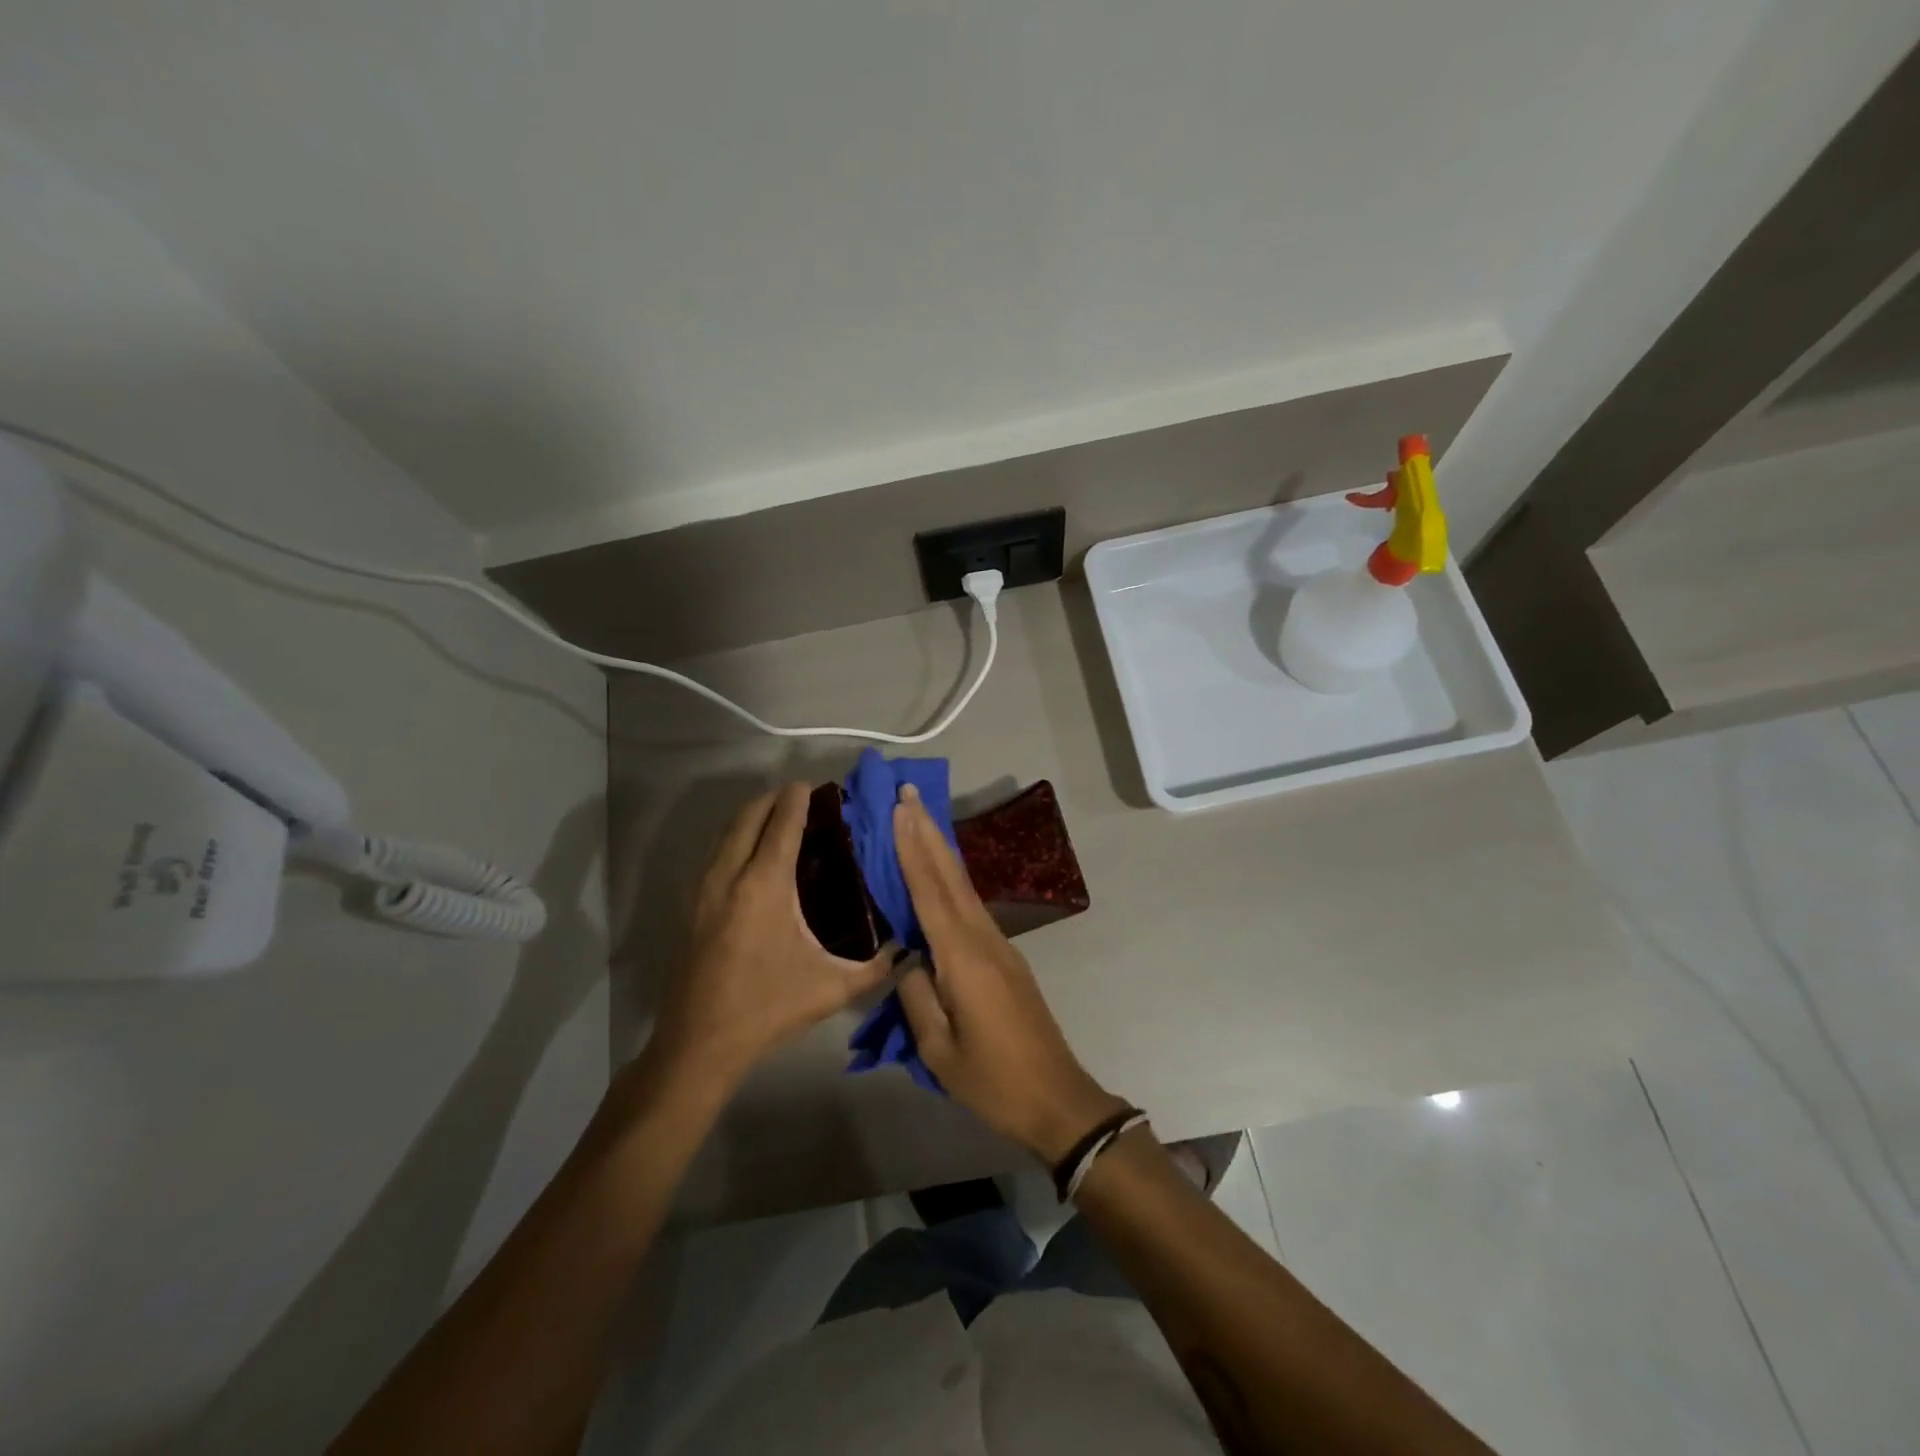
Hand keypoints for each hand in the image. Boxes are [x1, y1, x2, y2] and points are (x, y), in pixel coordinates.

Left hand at [649, 784, 894, 1088]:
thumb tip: (906, 950)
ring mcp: (704, 890)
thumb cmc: (767, 1008)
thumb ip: (875, 967)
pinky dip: (735, 840)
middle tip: (799, 799)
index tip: (812, 785)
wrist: (700, 1043)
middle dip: (772, 799)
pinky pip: (715, 854)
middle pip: (748, 816)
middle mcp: (729, 876)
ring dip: (751, 817)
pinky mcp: (691, 907)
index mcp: (764, 885)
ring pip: (726, 833)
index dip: (797, 799)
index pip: (781, 823)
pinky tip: (752, 859)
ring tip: (778, 821)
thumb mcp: (831, 988)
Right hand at [891, 784, 1126, 1162]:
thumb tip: (906, 957)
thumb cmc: (993, 1080)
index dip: (912, 849)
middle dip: (928, 833)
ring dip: (940, 851)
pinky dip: (950, 881)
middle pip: (951, 876)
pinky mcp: (1005, 957)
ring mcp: (999, 946)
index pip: (930, 892)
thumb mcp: (939, 1049)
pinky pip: (970, 907)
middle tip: (908, 795)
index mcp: (963, 958)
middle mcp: (983, 939)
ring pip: (963, 887)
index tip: (900, 810)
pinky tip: (940, 875)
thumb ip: (916, 995)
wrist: (1057, 1098)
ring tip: (919, 821)